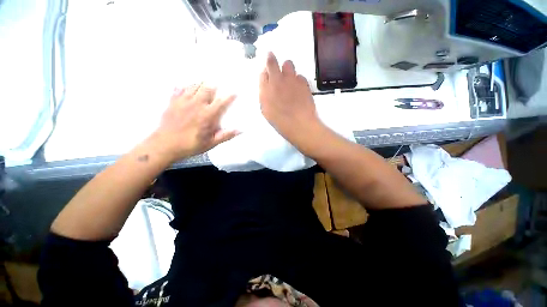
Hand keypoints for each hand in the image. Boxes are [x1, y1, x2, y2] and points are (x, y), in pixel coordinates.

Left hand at [151, 84, 238, 161]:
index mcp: (207, 115)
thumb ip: (225, 136)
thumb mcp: (211, 143)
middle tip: (218, 82)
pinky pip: (179, 89)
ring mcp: (183, 102)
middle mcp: (196, 105)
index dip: (229, 96)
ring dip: (201, 83)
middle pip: (207, 89)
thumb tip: (239, 130)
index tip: (235, 92)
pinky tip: (186, 86)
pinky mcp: (173, 102)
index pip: (221, 102)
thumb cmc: (190, 145)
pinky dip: (184, 86)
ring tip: (205, 81)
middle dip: (214, 85)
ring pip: (194, 86)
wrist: (164, 145)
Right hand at [259, 52, 324, 149]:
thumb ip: (265, 97)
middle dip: (271, 59)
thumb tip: (266, 88)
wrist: (299, 124)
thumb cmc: (281, 122)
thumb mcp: (267, 112)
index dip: (265, 72)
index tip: (267, 73)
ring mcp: (291, 80)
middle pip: (272, 61)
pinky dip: (298, 80)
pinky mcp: (303, 82)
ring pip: (288, 64)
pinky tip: (299, 88)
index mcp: (265, 89)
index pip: (262, 74)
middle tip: (272, 59)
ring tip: (288, 78)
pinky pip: (300, 76)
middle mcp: (277, 80)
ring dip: (286, 68)